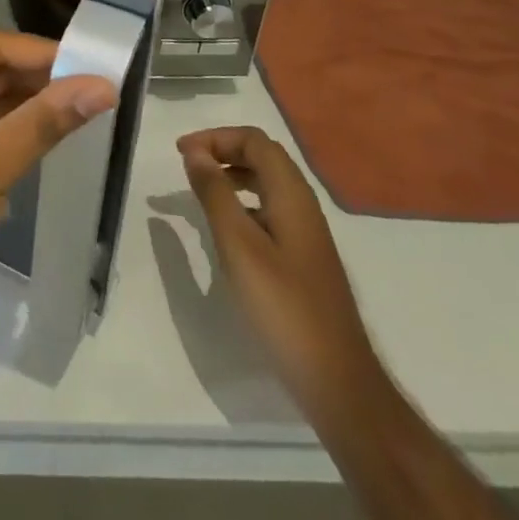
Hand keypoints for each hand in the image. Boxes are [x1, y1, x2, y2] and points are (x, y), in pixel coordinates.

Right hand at [178, 127, 387, 428]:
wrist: (337, 382)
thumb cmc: (283, 308)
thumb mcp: (238, 245)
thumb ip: (215, 193)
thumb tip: (194, 151)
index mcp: (291, 195)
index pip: (253, 141)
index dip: (215, 137)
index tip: (180, 153)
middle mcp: (303, 205)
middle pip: (262, 156)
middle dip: (223, 150)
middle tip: (186, 165)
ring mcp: (306, 233)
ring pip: (267, 183)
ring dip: (232, 175)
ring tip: (199, 190)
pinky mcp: (303, 258)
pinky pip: (269, 209)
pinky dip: (242, 202)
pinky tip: (225, 229)